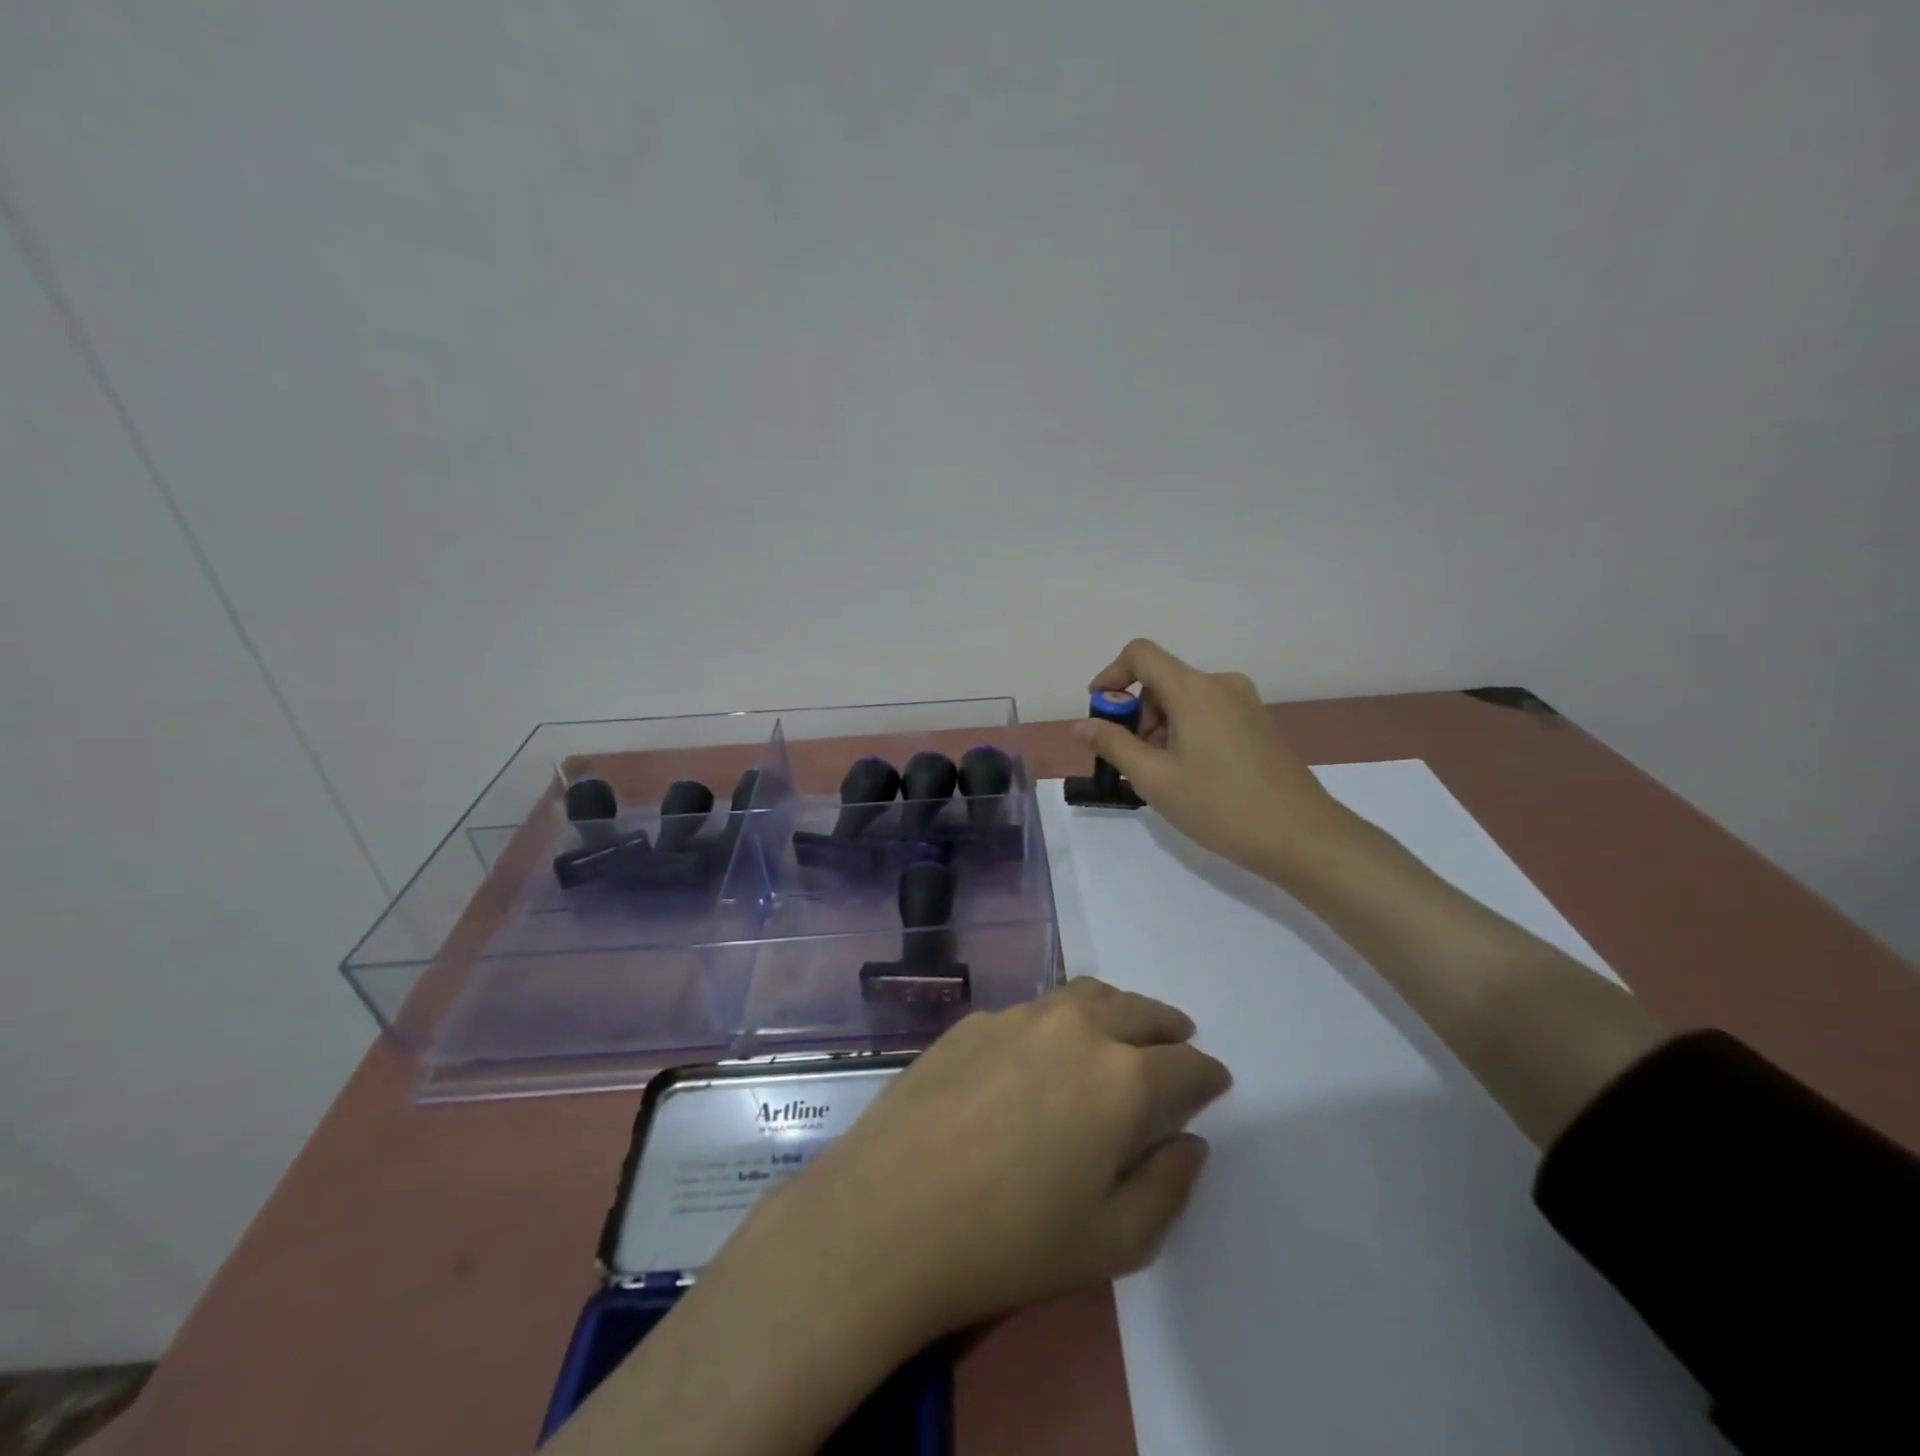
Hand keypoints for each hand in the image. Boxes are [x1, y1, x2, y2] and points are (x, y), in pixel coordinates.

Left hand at [722, 978, 1230, 1349]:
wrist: (890, 1213)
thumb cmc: (1011, 1241)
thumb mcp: (1112, 1242)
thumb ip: (1167, 1188)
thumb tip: (1191, 1143)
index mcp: (1121, 1078)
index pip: (1184, 1064)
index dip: (1206, 1075)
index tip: (1213, 1082)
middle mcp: (1075, 1029)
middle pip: (1138, 1011)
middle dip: (1167, 1026)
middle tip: (1177, 1039)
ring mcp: (1018, 1016)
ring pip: (1084, 996)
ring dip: (1114, 1010)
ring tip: (1119, 1030)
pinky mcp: (973, 1021)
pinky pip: (1032, 1011)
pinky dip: (1057, 1021)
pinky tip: (1043, 1051)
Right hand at [1077, 637, 1363, 878]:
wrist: (1300, 836)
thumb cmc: (1220, 806)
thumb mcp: (1154, 779)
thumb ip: (1113, 745)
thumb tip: (1081, 725)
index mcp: (1194, 690)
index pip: (1140, 654)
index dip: (1111, 675)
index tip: (1099, 713)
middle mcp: (1220, 684)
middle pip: (1161, 681)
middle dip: (1136, 715)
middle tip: (1131, 762)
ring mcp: (1244, 703)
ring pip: (1184, 700)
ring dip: (1160, 728)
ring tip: (1161, 776)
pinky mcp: (1257, 723)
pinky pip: (1207, 713)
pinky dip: (1185, 733)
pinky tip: (1188, 775)